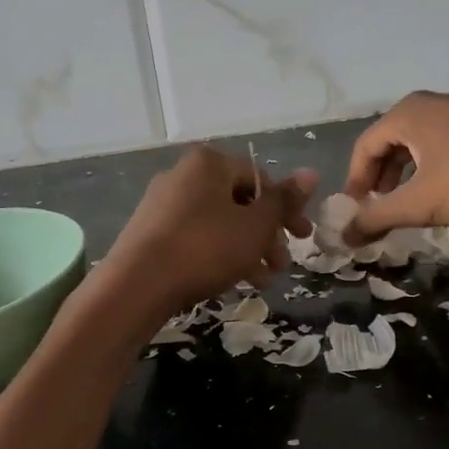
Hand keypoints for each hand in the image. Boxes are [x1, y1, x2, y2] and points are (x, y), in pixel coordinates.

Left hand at [103, 146, 315, 317]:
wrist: (137, 285)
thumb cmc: (205, 248)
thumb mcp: (255, 226)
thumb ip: (284, 201)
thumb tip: (311, 173)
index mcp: (209, 163)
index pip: (261, 178)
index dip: (286, 209)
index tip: (302, 238)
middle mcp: (184, 175)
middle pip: (240, 202)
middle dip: (267, 235)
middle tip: (282, 264)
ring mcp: (163, 204)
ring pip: (220, 223)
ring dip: (248, 249)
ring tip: (263, 281)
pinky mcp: (151, 232)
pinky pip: (197, 237)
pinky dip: (220, 254)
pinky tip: (234, 281)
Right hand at [341, 91, 448, 242]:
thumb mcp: (420, 203)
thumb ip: (377, 218)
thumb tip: (344, 236)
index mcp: (407, 114)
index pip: (364, 148)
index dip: (354, 183)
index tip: (354, 214)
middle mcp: (429, 105)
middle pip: (388, 144)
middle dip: (378, 181)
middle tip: (376, 211)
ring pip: (416, 146)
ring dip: (403, 177)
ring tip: (405, 206)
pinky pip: (441, 146)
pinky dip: (429, 170)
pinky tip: (440, 193)